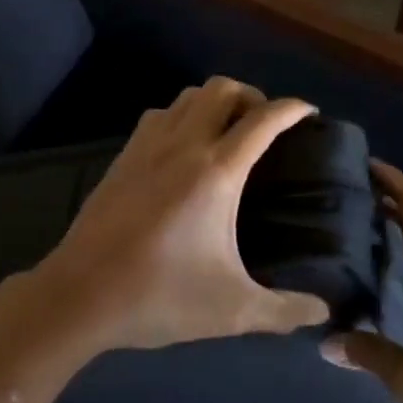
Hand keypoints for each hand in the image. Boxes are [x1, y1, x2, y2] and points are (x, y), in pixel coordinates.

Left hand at [27, 77, 331, 354]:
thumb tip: (323, 313)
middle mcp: (182, 146)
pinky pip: (158, 116)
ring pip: (185, 97)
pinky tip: (182, 150)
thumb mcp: (233, 311)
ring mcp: (145, 148)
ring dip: (212, 102)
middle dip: (251, 95)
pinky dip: (180, 116)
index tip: (309, 112)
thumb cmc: (159, 296)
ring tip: (226, 132)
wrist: (79, 295)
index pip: (262, 119)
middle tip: (265, 125)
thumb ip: (285, 311)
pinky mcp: (121, 160)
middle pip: (221, 89)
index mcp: (216, 171)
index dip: (292, 108)